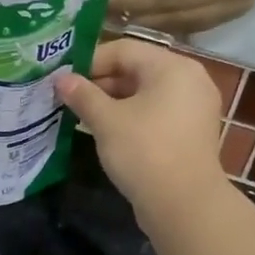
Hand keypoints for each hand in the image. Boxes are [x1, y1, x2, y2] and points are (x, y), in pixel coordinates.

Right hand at [54, 38, 225, 217]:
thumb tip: (60, 79)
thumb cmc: (144, 152)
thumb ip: (82, 95)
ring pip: (146, 94)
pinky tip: (108, 132)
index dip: (89, 62)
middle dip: (100, 83)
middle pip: (137, 70)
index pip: (124, 50)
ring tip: (83, 116)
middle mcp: (190, 80)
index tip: (63, 79)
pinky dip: (132, 117)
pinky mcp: (191, 133)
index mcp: (172, 67)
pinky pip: (157, 113)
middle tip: (69, 99)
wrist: (184, 205)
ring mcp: (194, 108)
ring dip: (113, 102)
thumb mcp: (106, 120)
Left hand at [108, 0, 254, 33]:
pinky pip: (194, 26)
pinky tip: (144, 24)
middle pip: (169, 1)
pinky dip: (166, 26)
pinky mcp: (238, 15)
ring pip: (179, 20)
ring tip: (115, 19)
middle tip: (100, 8)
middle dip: (131, 5)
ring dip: (144, 21)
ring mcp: (236, 3)